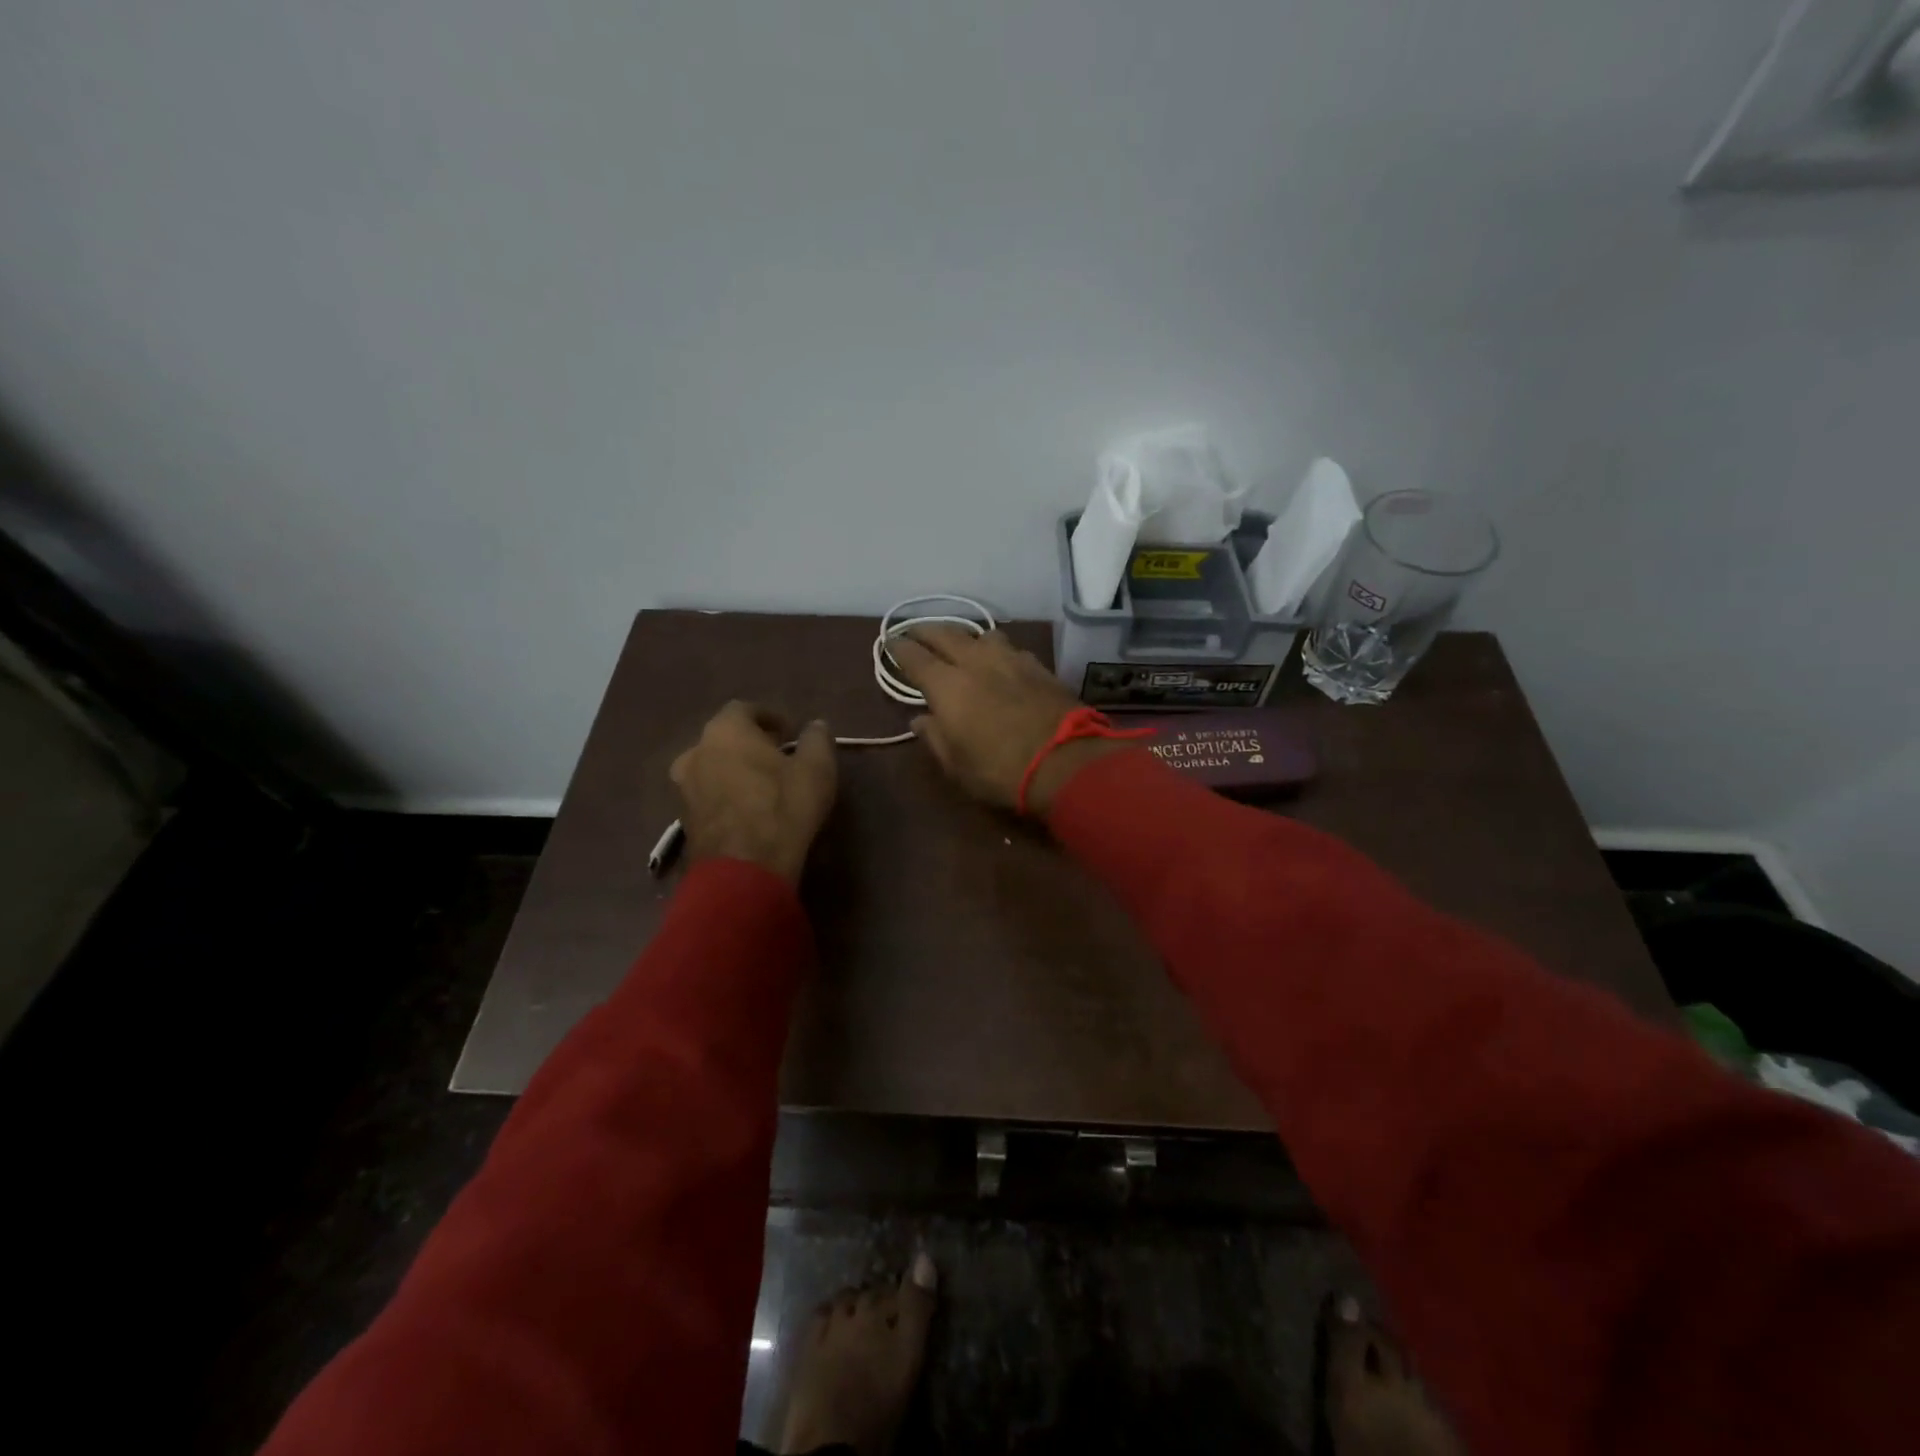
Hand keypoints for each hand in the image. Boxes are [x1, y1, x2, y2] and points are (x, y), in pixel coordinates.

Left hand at [669, 702, 836, 884]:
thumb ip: (816, 739)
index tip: (790, 733)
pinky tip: (748, 810)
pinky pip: (708, 796)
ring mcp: (684, 787)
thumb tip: (815, 725)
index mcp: (725, 731)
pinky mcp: (683, 819)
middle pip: (724, 739)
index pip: (744, 709)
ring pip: (713, 768)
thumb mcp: (816, 768)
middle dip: (750, 744)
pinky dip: (726, 795)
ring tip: (763, 786)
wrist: (744, 868)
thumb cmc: (783, 806)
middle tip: (777, 758)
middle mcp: (695, 752)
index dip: (769, 717)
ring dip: (735, 771)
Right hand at [886, 628, 1129, 814]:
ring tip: (960, 643)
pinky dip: (995, 650)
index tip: (891, 642)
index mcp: (947, 685)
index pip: (915, 657)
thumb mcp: (957, 766)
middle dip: (926, 630)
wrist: (1066, 762)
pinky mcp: (1039, 666)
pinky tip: (998, 660)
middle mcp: (976, 662)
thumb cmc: (1000, 771)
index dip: (900, 648)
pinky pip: (1009, 648)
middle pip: (946, 634)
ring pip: (981, 635)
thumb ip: (935, 737)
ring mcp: (1011, 659)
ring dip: (964, 636)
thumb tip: (920, 720)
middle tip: (915, 631)